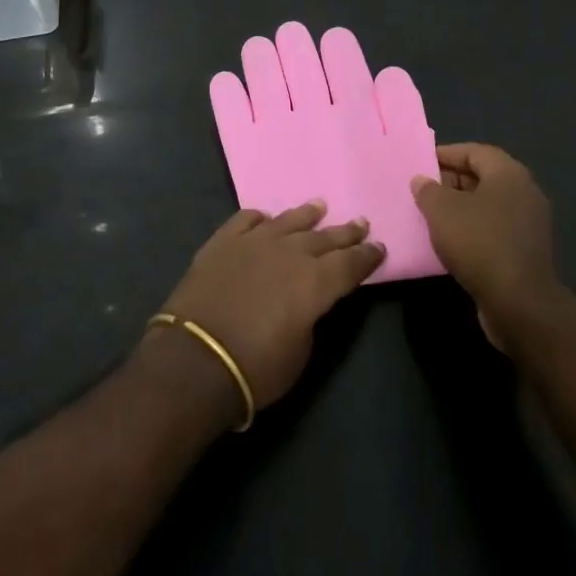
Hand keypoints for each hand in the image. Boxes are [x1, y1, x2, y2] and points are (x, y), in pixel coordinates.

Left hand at [151, 201, 383, 419]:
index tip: (379, 247)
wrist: (195, 360)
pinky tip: (264, 217)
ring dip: (305, 215)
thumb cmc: (256, 368)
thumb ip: (311, 316)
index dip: (367, 257)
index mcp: (315, 282)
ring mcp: (253, 242)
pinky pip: (245, 220)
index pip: (350, 264)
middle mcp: (289, 252)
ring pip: (287, 221)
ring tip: (319, 206)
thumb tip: (309, 300)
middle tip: (360, 222)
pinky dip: (258, 218)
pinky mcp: (222, 242)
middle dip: (344, 232)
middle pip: (323, 237)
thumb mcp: (301, 352)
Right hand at [411, 143, 560, 347]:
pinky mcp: (527, 251)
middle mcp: (524, 192)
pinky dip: (473, 230)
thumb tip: (422, 181)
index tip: (420, 163)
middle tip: (423, 190)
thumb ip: (428, 190)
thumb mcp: (441, 210)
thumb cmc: (479, 242)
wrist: (519, 304)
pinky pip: (494, 229)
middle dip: (451, 181)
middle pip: (482, 177)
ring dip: (460, 208)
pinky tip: (451, 242)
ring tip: (431, 216)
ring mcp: (529, 224)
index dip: (445, 154)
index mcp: (509, 173)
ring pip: (488, 205)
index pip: (474, 152)